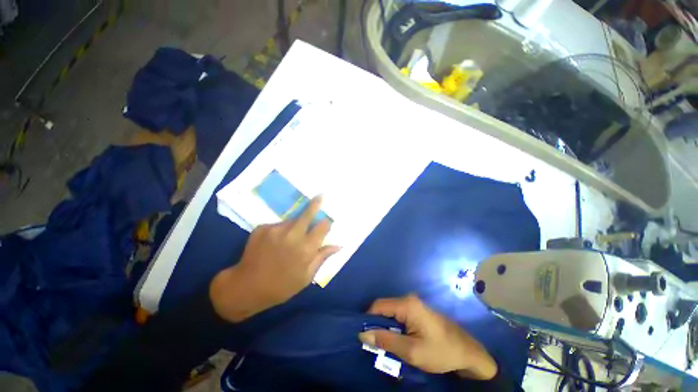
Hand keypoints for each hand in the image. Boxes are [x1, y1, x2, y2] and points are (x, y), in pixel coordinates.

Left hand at [210, 196, 339, 322]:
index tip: (327, 222)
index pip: (323, 227)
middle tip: (321, 195)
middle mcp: (292, 235)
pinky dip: (280, 231)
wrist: (245, 287)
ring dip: (295, 225)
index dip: (326, 223)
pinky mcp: (262, 228)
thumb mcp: (306, 277)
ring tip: (289, 238)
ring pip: (292, 220)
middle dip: (316, 204)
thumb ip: (322, 257)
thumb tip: (338, 245)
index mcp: (306, 249)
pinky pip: (277, 225)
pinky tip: (274, 243)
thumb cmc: (281, 286)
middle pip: (308, 214)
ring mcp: (275, 230)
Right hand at [358, 295, 497, 379]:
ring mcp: (414, 304)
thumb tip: (363, 334)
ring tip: (389, 346)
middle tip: (378, 346)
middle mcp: (408, 299)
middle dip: (378, 326)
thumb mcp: (411, 351)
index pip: (378, 306)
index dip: (368, 319)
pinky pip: (399, 317)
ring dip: (387, 329)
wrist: (468, 353)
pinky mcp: (418, 311)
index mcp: (407, 304)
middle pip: (384, 309)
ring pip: (391, 314)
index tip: (365, 337)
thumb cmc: (441, 352)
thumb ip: (386, 341)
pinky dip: (395, 328)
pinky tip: (400, 342)